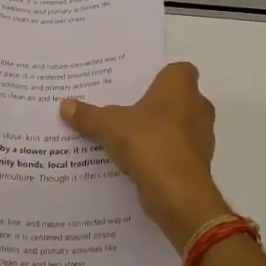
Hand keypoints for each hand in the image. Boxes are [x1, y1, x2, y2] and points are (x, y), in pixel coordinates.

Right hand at [61, 62, 228, 245]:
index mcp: (181, 87)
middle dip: (154, 105)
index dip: (161, 75)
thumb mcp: (109, 125)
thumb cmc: (149, 142)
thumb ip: (88, 115)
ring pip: (177, 128)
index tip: (138, 84)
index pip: (179, 70)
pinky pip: (174, 153)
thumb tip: (65, 105)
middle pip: (176, 99)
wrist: (178, 194)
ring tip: (125, 136)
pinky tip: (134, 162)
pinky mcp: (196, 166)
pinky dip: (159, 156)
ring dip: (157, 132)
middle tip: (124, 108)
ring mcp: (200, 138)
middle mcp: (197, 107)